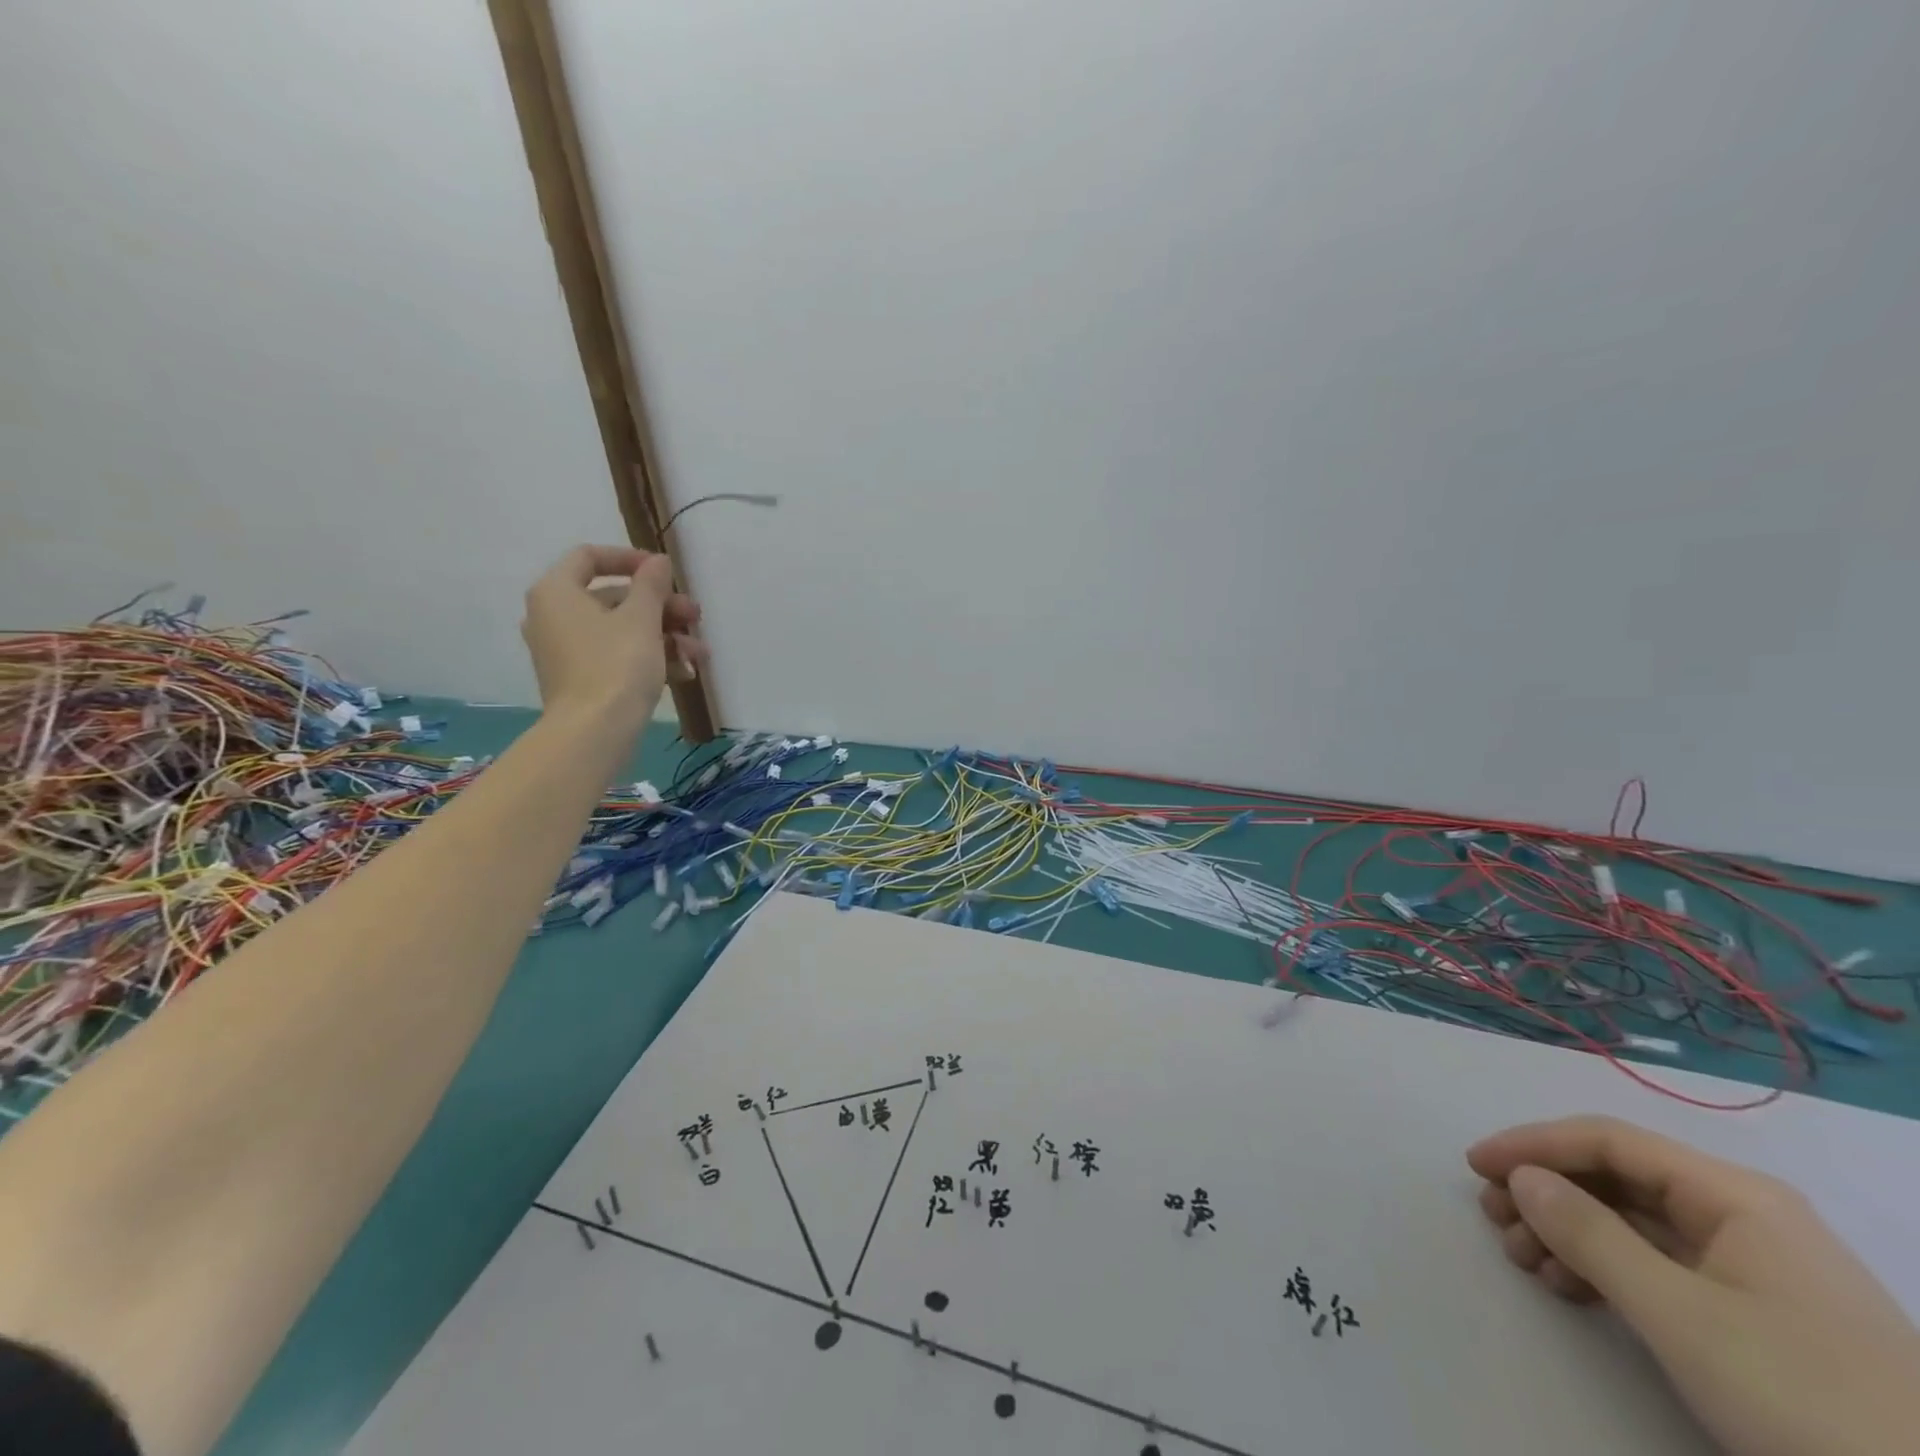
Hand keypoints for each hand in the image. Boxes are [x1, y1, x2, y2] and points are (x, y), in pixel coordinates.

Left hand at [520, 545, 705, 731]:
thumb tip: (657, 561)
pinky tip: (685, 672)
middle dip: (661, 607)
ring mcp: (566, 650)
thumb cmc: (616, 665)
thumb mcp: (642, 618)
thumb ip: (652, 584)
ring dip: (665, 635)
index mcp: (557, 592)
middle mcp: (554, 616)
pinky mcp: (581, 678)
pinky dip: (649, 658)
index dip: (631, 559)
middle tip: (695, 617)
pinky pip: (617, 655)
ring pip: (622, 630)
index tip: (665, 573)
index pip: (590, 557)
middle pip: (614, 597)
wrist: (594, 732)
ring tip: (699, 653)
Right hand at [1469, 1116, 1919, 1455]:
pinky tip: (1568, 1288)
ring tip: (1523, 1260)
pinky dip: (1602, 1268)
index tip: (1475, 1165)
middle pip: (1616, 1179)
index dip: (1533, 1145)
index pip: (1608, 1141)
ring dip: (1566, 1232)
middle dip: (1545, 1194)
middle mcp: (1742, 1215)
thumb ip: (1590, 1235)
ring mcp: (1752, 1267)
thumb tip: (1522, 1178)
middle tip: (1493, 1220)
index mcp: (1735, 1196)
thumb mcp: (1683, 1317)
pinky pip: (1655, 1265)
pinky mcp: (1756, 1315)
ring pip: (1630, 1223)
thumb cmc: (1806, 1400)